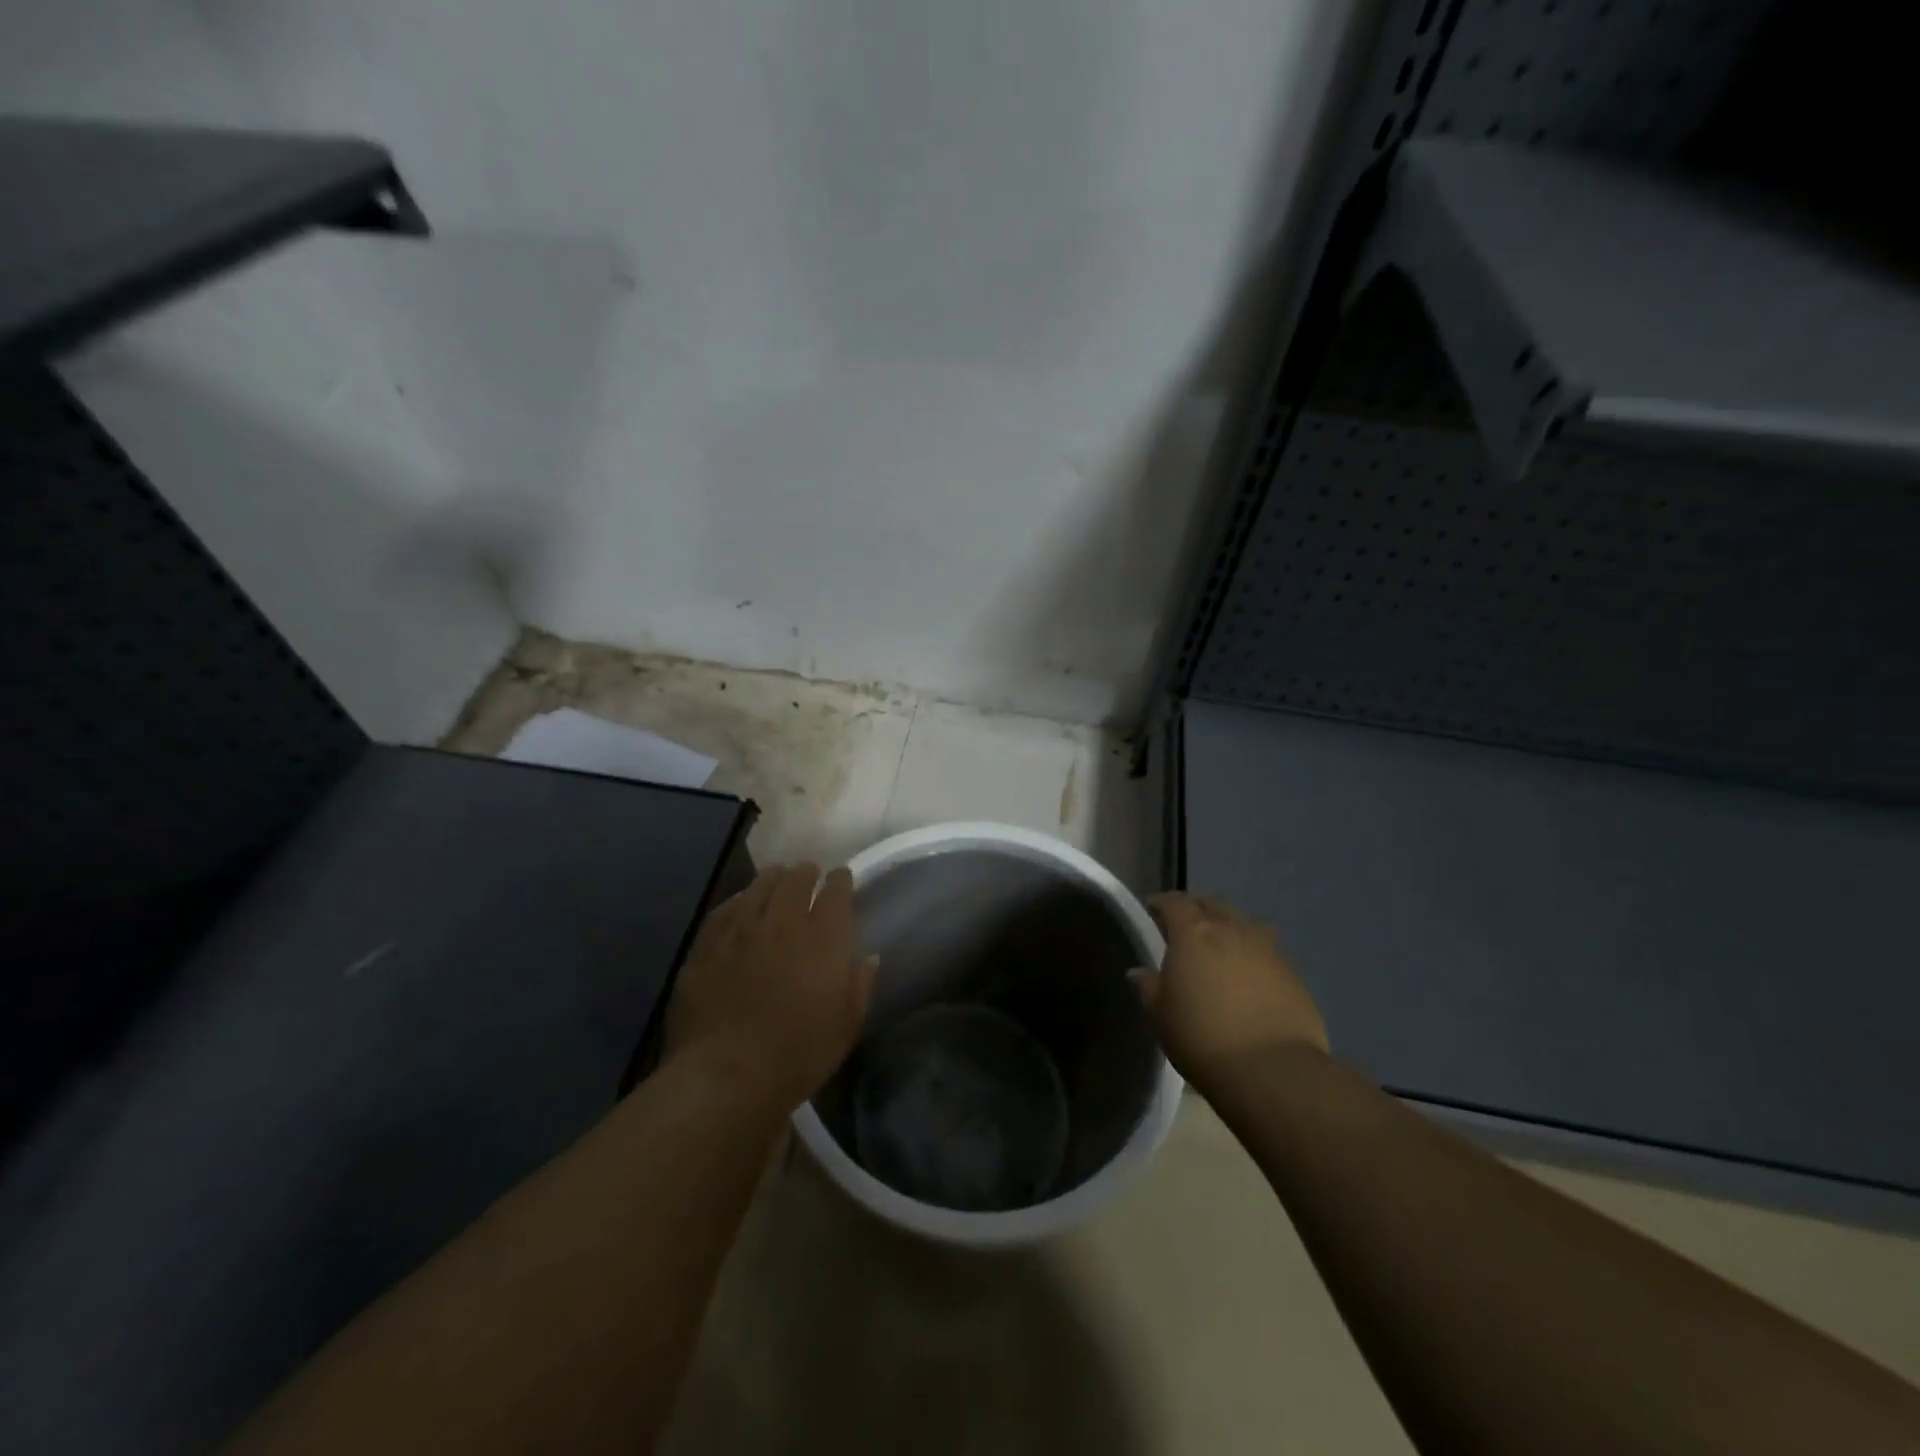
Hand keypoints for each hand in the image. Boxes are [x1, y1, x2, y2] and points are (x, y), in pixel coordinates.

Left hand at [664, 864, 875, 1111]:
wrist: (726, 1074)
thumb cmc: (798, 1054)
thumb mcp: (846, 1026)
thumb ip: (860, 985)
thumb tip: (868, 957)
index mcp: (824, 938)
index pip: (836, 891)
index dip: (840, 881)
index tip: (841, 879)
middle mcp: (783, 921)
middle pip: (796, 879)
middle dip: (806, 873)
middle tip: (808, 875)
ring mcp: (741, 929)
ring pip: (759, 886)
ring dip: (773, 880)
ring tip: (776, 880)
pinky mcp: (708, 944)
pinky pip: (725, 909)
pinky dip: (738, 901)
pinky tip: (740, 905)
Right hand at [1133, 893, 1327, 1086]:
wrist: (1271, 1069)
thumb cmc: (1202, 1038)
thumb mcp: (1161, 1017)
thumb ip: (1149, 988)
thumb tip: (1140, 972)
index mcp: (1193, 933)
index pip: (1175, 903)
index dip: (1162, 903)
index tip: (1153, 911)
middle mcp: (1231, 930)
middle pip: (1213, 904)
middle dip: (1197, 910)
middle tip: (1186, 928)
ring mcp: (1266, 949)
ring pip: (1245, 923)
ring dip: (1230, 927)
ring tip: (1222, 946)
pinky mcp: (1292, 973)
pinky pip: (1268, 950)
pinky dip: (1254, 953)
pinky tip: (1250, 975)